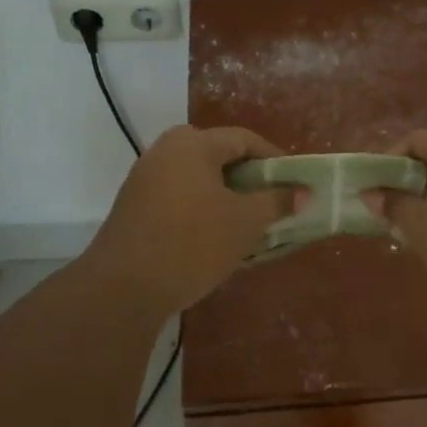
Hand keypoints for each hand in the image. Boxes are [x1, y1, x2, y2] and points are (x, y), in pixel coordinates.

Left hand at [81, 125, 289, 313]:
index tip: (294, 183)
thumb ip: (276, 201)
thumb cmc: (193, 243)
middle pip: (218, 155)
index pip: (244, 139)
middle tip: (270, 201)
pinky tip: (213, 235)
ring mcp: (145, 177)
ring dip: (225, 194)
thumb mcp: (245, 222)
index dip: (274, 159)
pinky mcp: (134, 204)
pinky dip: (201, 207)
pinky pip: (179, 195)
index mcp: (193, 143)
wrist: (123, 287)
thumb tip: (303, 191)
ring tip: (246, 221)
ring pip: (198, 177)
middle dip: (249, 177)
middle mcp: (165, 150)